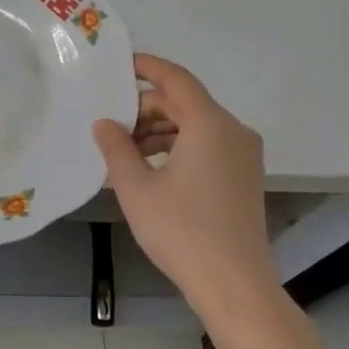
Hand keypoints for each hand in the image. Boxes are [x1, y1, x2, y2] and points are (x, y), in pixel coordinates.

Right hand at [92, 54, 281, 327]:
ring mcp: (243, 155)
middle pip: (185, 103)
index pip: (175, 79)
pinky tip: (150, 169)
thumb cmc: (181, 232)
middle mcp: (233, 131)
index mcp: (210, 124)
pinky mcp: (244, 176)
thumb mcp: (136, 188)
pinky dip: (177, 147)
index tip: (118, 64)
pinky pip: (207, 145)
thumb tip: (104, 123)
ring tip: (124, 152)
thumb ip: (116, 148)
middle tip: (110, 126)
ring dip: (159, 131)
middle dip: (146, 108)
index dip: (146, 67)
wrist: (234, 285)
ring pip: (195, 125)